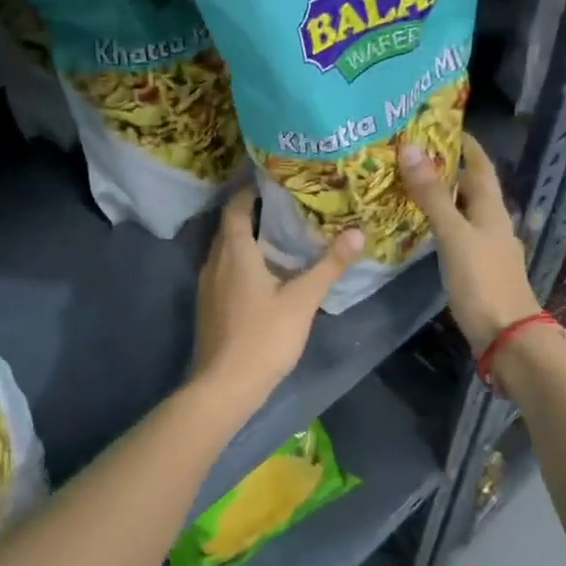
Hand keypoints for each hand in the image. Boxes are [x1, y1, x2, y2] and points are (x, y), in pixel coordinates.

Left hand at [190, 189, 363, 405]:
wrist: (225, 385)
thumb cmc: (264, 337)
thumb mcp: (302, 300)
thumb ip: (329, 265)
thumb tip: (357, 232)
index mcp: (234, 252)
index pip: (236, 206)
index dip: (251, 189)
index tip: (275, 179)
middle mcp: (214, 261)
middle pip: (230, 226)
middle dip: (253, 211)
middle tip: (287, 204)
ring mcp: (207, 285)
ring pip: (226, 249)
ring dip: (248, 238)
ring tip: (281, 234)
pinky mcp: (209, 305)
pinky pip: (224, 269)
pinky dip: (242, 260)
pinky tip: (266, 272)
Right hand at [398, 133, 542, 354]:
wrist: (506, 336)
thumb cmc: (482, 281)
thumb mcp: (454, 234)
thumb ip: (432, 195)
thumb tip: (410, 149)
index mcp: (492, 210)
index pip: (480, 166)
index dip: (465, 145)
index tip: (440, 126)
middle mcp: (492, 223)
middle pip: (471, 188)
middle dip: (447, 168)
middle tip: (412, 154)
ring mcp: (486, 247)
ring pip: (463, 211)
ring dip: (442, 196)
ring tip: (410, 183)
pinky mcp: (476, 268)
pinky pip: (456, 234)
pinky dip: (439, 222)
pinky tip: (421, 226)